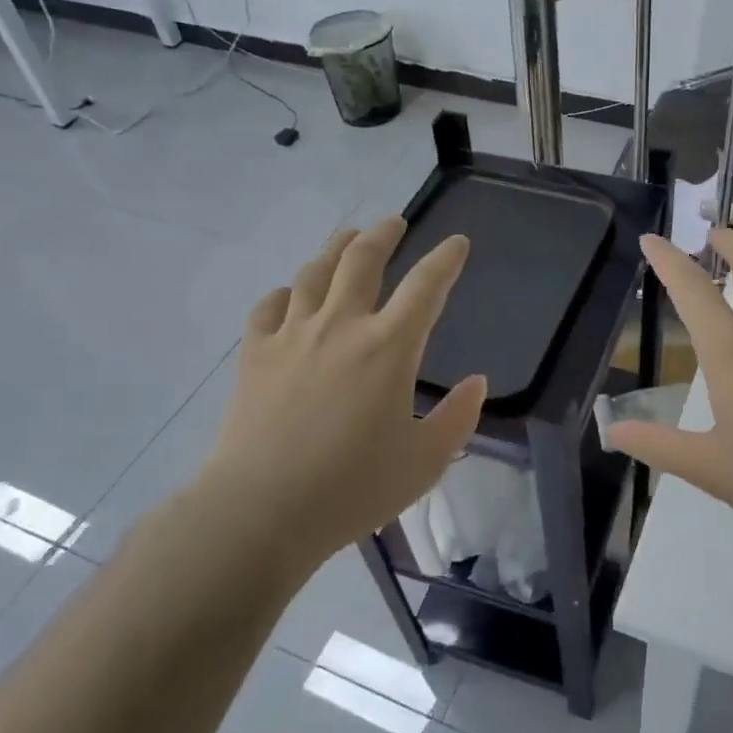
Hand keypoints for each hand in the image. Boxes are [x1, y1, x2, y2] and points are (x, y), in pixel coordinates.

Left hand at [187, 216, 485, 575]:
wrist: (262, 511)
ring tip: (347, 238)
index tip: (457, 242)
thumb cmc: (353, 488)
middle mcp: (341, 326)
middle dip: (383, 234)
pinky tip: (290, 295)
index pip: (426, 286)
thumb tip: (477, 383)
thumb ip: (458, 418)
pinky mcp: (255, 354)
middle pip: (363, 260)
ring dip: (335, 249)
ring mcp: (292, 336)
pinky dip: (285, 293)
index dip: (445, 259)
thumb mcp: (425, 462)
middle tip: (395, 222)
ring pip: (314, 273)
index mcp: (389, 348)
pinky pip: (269, 307)